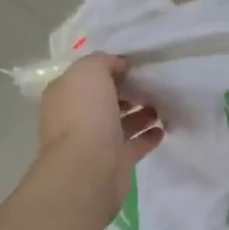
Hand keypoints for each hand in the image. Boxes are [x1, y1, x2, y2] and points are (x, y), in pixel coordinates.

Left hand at [38, 54, 163, 219]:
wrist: (88, 168)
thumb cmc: (86, 114)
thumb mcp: (90, 71)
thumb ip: (103, 61)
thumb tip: (118, 66)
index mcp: (65, 94)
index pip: (88, 76)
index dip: (111, 69)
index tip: (136, 65)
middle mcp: (77, 117)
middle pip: (104, 99)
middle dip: (127, 91)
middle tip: (153, 84)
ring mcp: (95, 141)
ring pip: (120, 122)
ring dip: (140, 113)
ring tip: (162, 104)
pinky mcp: (115, 162)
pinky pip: (134, 145)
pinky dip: (148, 136)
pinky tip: (163, 129)